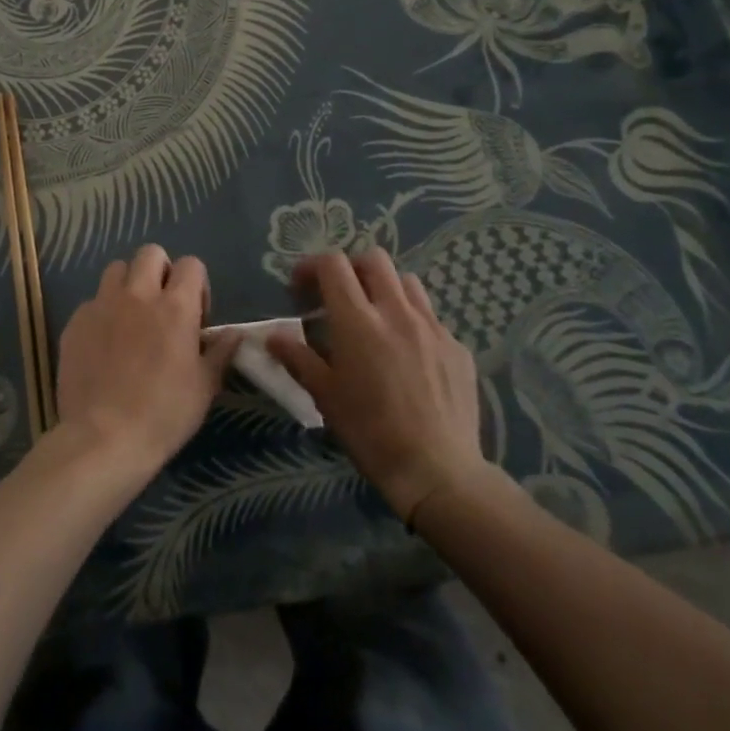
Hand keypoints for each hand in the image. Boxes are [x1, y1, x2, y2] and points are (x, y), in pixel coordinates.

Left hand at [52, 245, 236, 473]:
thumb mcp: (203, 388)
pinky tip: (103, 344)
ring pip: (116, 269)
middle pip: (150, 253)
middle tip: (162, 306)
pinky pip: (92, 301)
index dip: (197, 284)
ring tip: (130, 317)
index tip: (196, 315)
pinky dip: (102, 313)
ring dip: (127, 284)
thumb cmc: (163, 415)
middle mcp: (138, 295)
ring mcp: (102, 305)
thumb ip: (219, 353)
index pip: (191, 264)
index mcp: (175, 307)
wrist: (102, 438)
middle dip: (160, 271)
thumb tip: (235, 333)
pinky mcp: (75, 322)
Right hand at [270, 249, 492, 521]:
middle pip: (374, 260)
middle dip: (351, 268)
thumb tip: (272, 337)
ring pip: (407, 282)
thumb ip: (297, 358)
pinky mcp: (458, 347)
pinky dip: (413, 321)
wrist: (437, 470)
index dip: (312, 266)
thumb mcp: (325, 396)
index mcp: (358, 321)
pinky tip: (408, 354)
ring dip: (385, 289)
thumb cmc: (370, 432)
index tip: (301, 287)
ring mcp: (433, 327)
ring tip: (376, 318)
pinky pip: (431, 317)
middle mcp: (396, 312)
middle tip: (339, 295)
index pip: (333, 264)